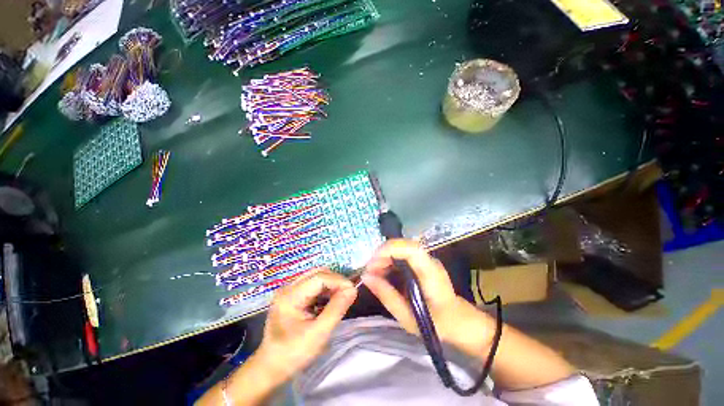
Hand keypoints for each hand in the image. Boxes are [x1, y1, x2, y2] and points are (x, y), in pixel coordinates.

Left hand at [255, 269, 357, 379]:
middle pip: (317, 273)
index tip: (353, 291)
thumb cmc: (293, 354)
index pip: (320, 277)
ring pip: (316, 277)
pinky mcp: (292, 296)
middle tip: (347, 295)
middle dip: (335, 281)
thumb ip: (336, 309)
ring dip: (330, 285)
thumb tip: (353, 289)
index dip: (338, 281)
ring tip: (339, 299)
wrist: (270, 369)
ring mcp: (288, 291)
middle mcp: (288, 288)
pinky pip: (312, 285)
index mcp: (290, 296)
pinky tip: (328, 303)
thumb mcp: (318, 334)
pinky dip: (324, 291)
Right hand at [363, 239, 494, 356]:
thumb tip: (366, 277)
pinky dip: (389, 262)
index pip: (411, 249)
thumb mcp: (408, 317)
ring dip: (384, 258)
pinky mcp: (421, 263)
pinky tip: (382, 274)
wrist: (459, 322)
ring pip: (400, 249)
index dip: (390, 249)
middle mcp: (429, 260)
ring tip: (373, 274)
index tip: (372, 263)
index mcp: (430, 272)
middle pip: (403, 246)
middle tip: (369, 271)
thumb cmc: (437, 324)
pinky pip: (402, 256)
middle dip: (382, 255)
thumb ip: (386, 295)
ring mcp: (425, 260)